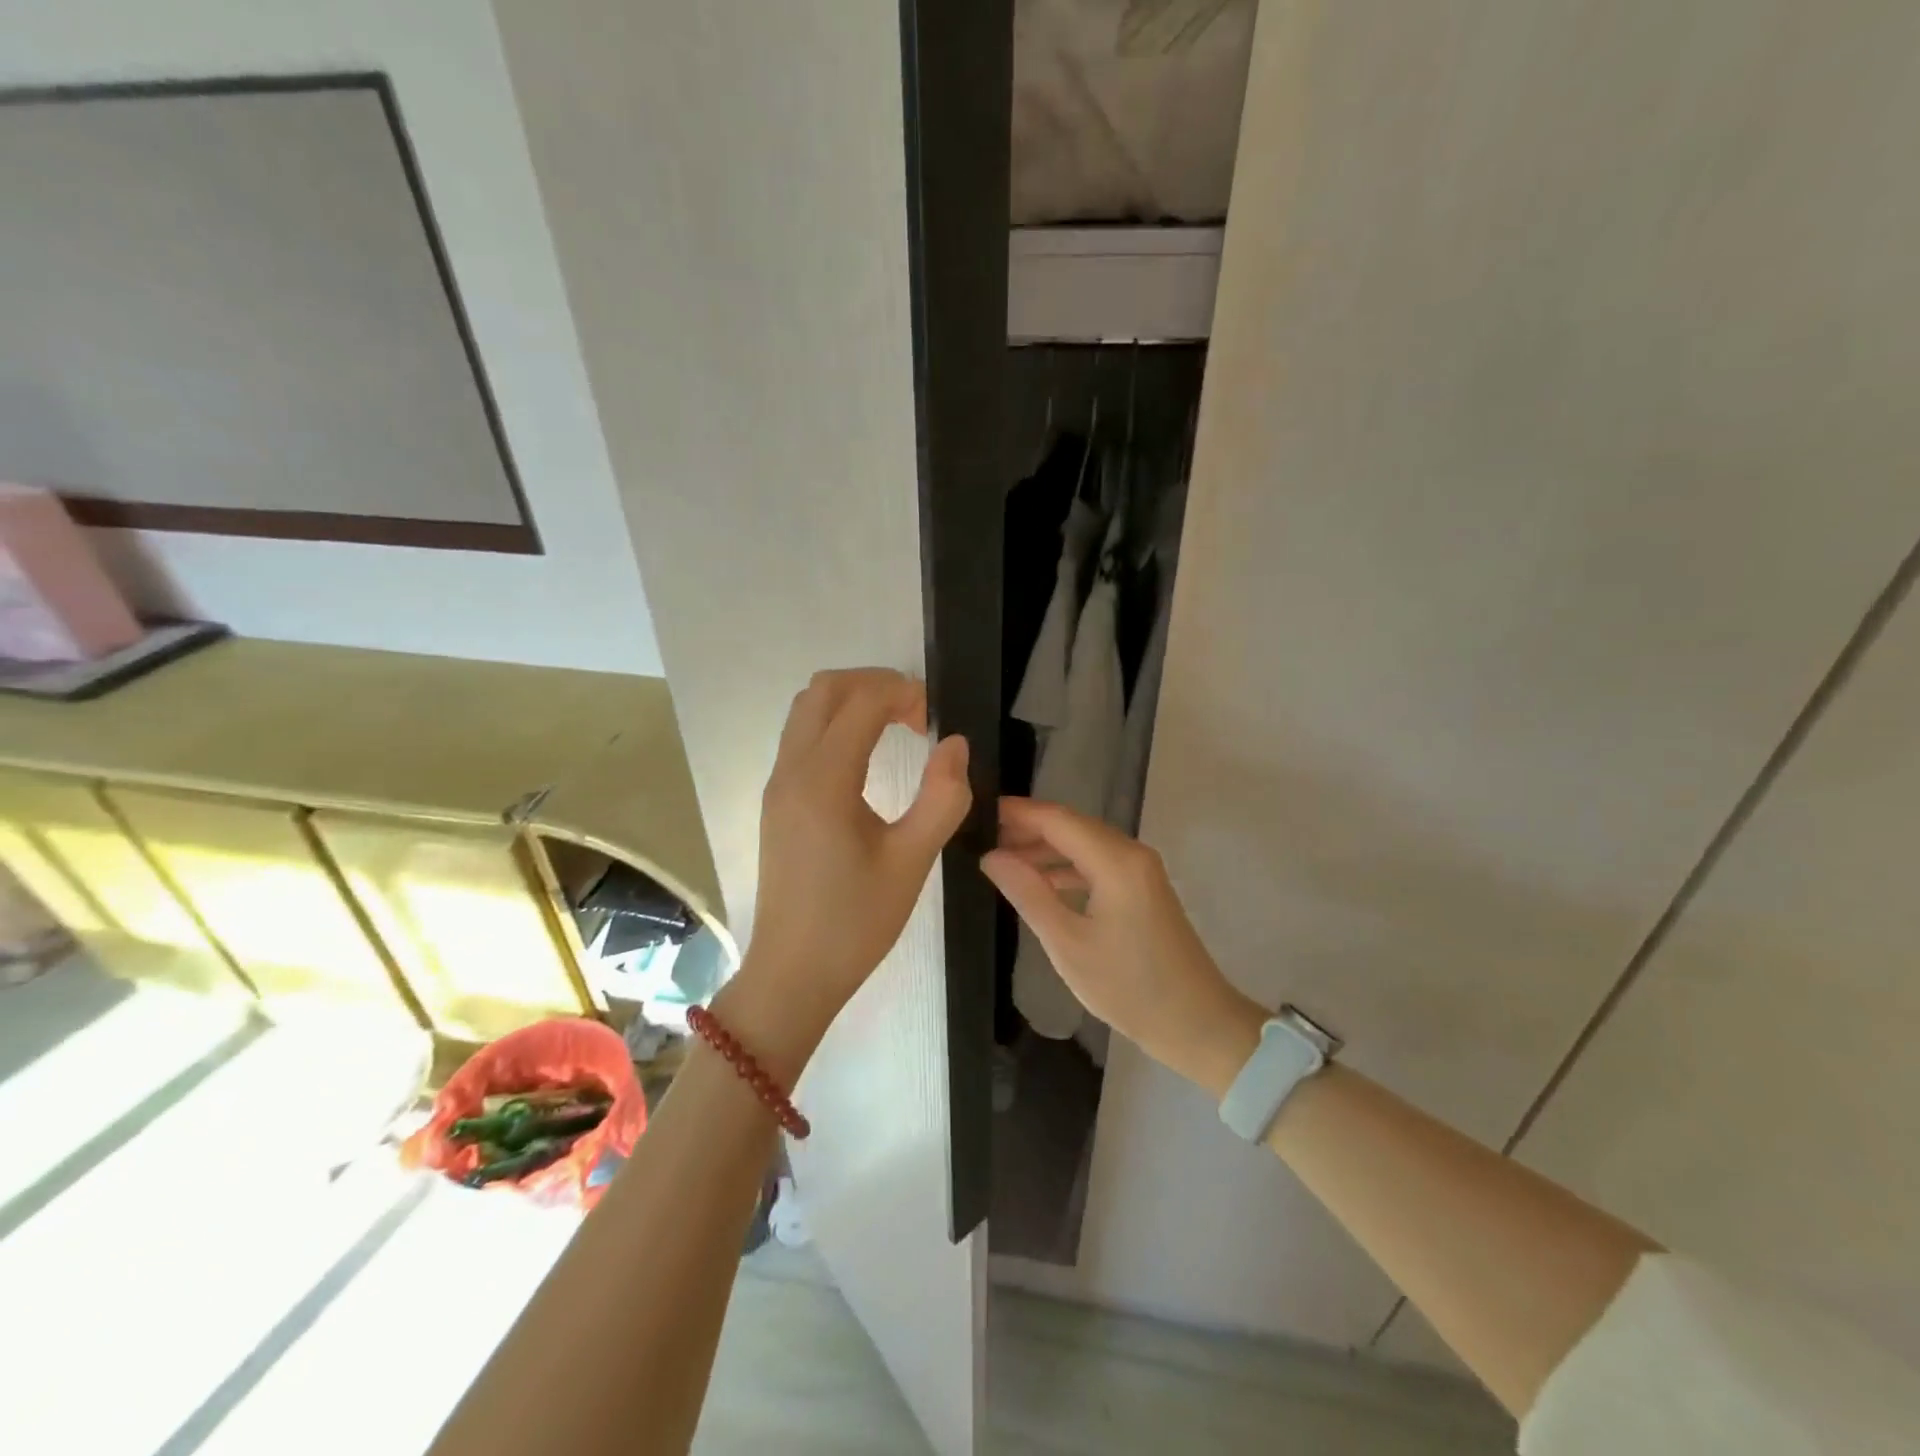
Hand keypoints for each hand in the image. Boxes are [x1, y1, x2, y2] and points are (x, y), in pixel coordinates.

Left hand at [728, 670, 970, 1067]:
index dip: (903, 694)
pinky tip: (867, 756)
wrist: (792, 974)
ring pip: (806, 709)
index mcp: (823, 780)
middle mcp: (791, 770)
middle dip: (874, 684)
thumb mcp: (912, 862)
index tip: (936, 718)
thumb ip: (942, 798)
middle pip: (824, 690)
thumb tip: (955, 744)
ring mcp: (777, 784)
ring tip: (896, 727)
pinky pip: (800, 736)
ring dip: (851, 701)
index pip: (861, 702)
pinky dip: (835, 724)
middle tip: (916, 714)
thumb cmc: (856, 922)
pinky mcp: (776, 801)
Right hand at [981, 797, 1263, 1094]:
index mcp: (1115, 861)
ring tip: (1004, 863)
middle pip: (1072, 826)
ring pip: (1084, 844)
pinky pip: (1098, 863)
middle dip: (1028, 830)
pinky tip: (1040, 884)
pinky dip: (1067, 868)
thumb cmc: (1128, 986)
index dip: (1018, 813)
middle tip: (984, 841)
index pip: (1058, 820)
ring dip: (1046, 850)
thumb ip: (1027, 893)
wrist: (1196, 1023)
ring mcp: (1141, 870)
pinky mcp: (1143, 888)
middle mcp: (1131, 853)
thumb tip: (991, 856)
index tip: (980, 814)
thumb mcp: (1067, 943)